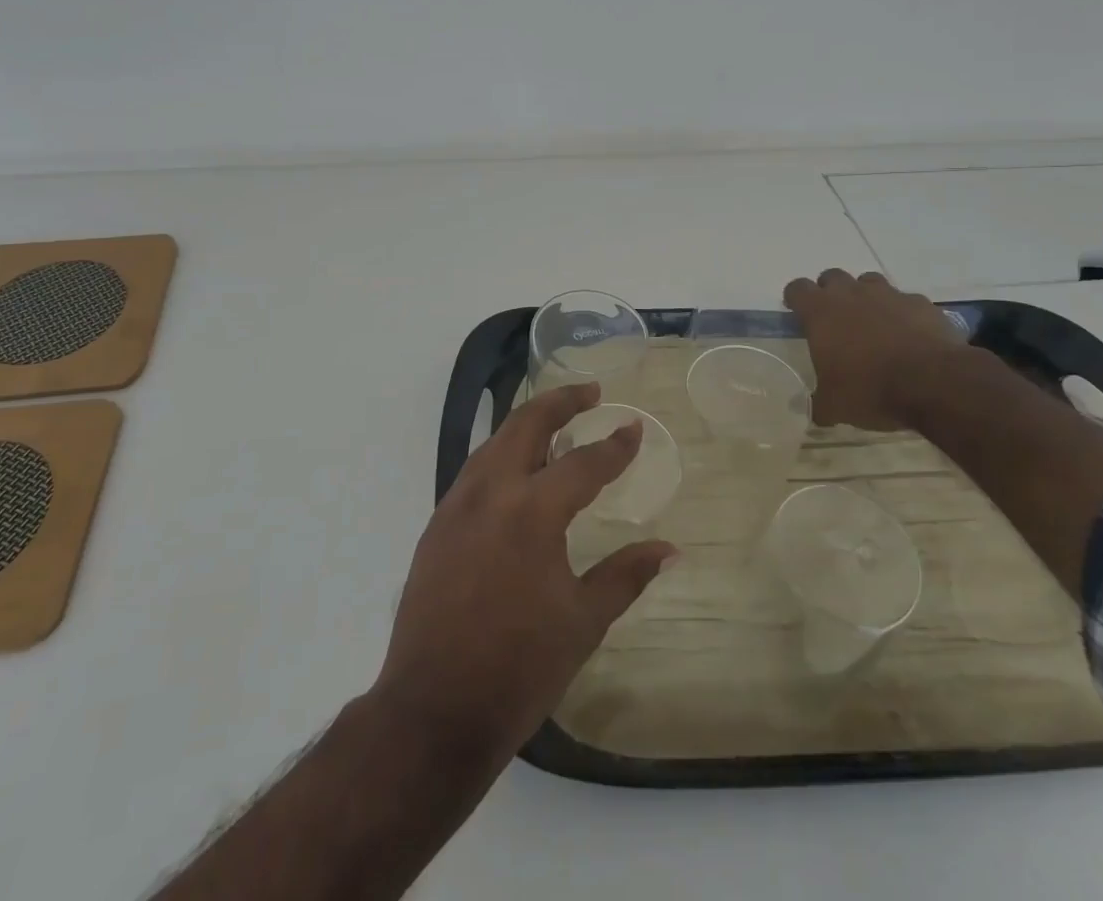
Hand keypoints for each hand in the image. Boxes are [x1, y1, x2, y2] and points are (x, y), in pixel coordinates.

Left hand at [370, 383, 676, 769]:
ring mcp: (457, 504)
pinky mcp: (437, 523)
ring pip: (495, 441)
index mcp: (532, 512)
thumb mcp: (583, 622)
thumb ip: (625, 575)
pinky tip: (516, 470)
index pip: (583, 463)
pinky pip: (475, 469)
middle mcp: (491, 492)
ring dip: (527, 423)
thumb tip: (669, 549)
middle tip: (590, 392)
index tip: (633, 427)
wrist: (433, 709)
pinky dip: (501, 453)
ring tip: (556, 424)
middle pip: (527, 423)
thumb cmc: (518, 668)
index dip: (614, 445)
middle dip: (561, 400)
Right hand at [783, 268, 965, 429]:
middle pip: (832, 277)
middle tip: (835, 319)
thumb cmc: (871, 389)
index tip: (798, 312)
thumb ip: (819, 404)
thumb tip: (812, 411)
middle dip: (830, 292)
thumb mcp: (836, 406)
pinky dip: (902, 312)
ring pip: (869, 282)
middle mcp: (851, 294)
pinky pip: (905, 300)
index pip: (797, 288)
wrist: (934, 383)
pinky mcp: (920, 303)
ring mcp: (888, 295)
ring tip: (872, 323)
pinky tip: (908, 334)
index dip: (795, 298)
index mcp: (820, 312)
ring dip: (866, 297)